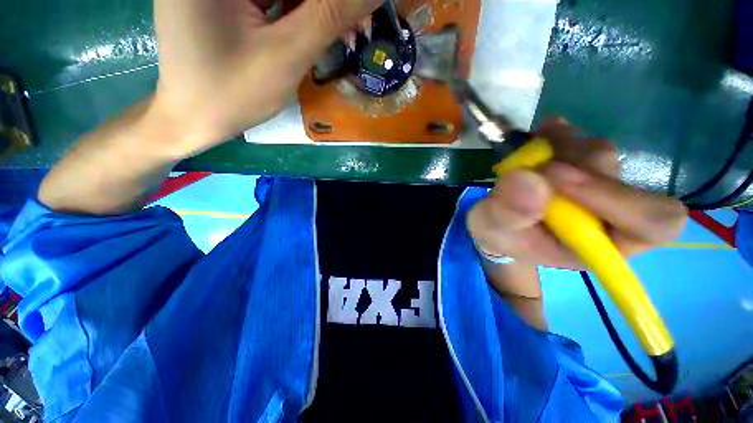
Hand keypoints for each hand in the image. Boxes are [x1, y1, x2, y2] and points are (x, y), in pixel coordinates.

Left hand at [153, 0, 380, 156]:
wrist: (192, 118)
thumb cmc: (231, 94)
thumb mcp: (285, 56)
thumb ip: (330, 16)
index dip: (336, 0)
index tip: (360, 18)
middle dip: (328, 6)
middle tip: (356, 31)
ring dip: (318, 11)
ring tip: (343, 37)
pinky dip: (298, 13)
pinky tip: (314, 34)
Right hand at [467, 118, 687, 270]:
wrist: (497, 222)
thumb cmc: (498, 234)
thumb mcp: (490, 230)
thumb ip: (506, 214)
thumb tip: (530, 180)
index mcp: (599, 244)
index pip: (652, 224)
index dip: (619, 198)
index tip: (556, 178)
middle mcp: (609, 213)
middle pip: (618, 176)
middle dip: (569, 166)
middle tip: (530, 165)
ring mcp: (596, 185)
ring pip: (597, 153)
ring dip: (558, 148)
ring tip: (525, 155)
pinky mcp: (579, 165)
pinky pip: (581, 139)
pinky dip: (559, 134)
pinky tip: (539, 137)